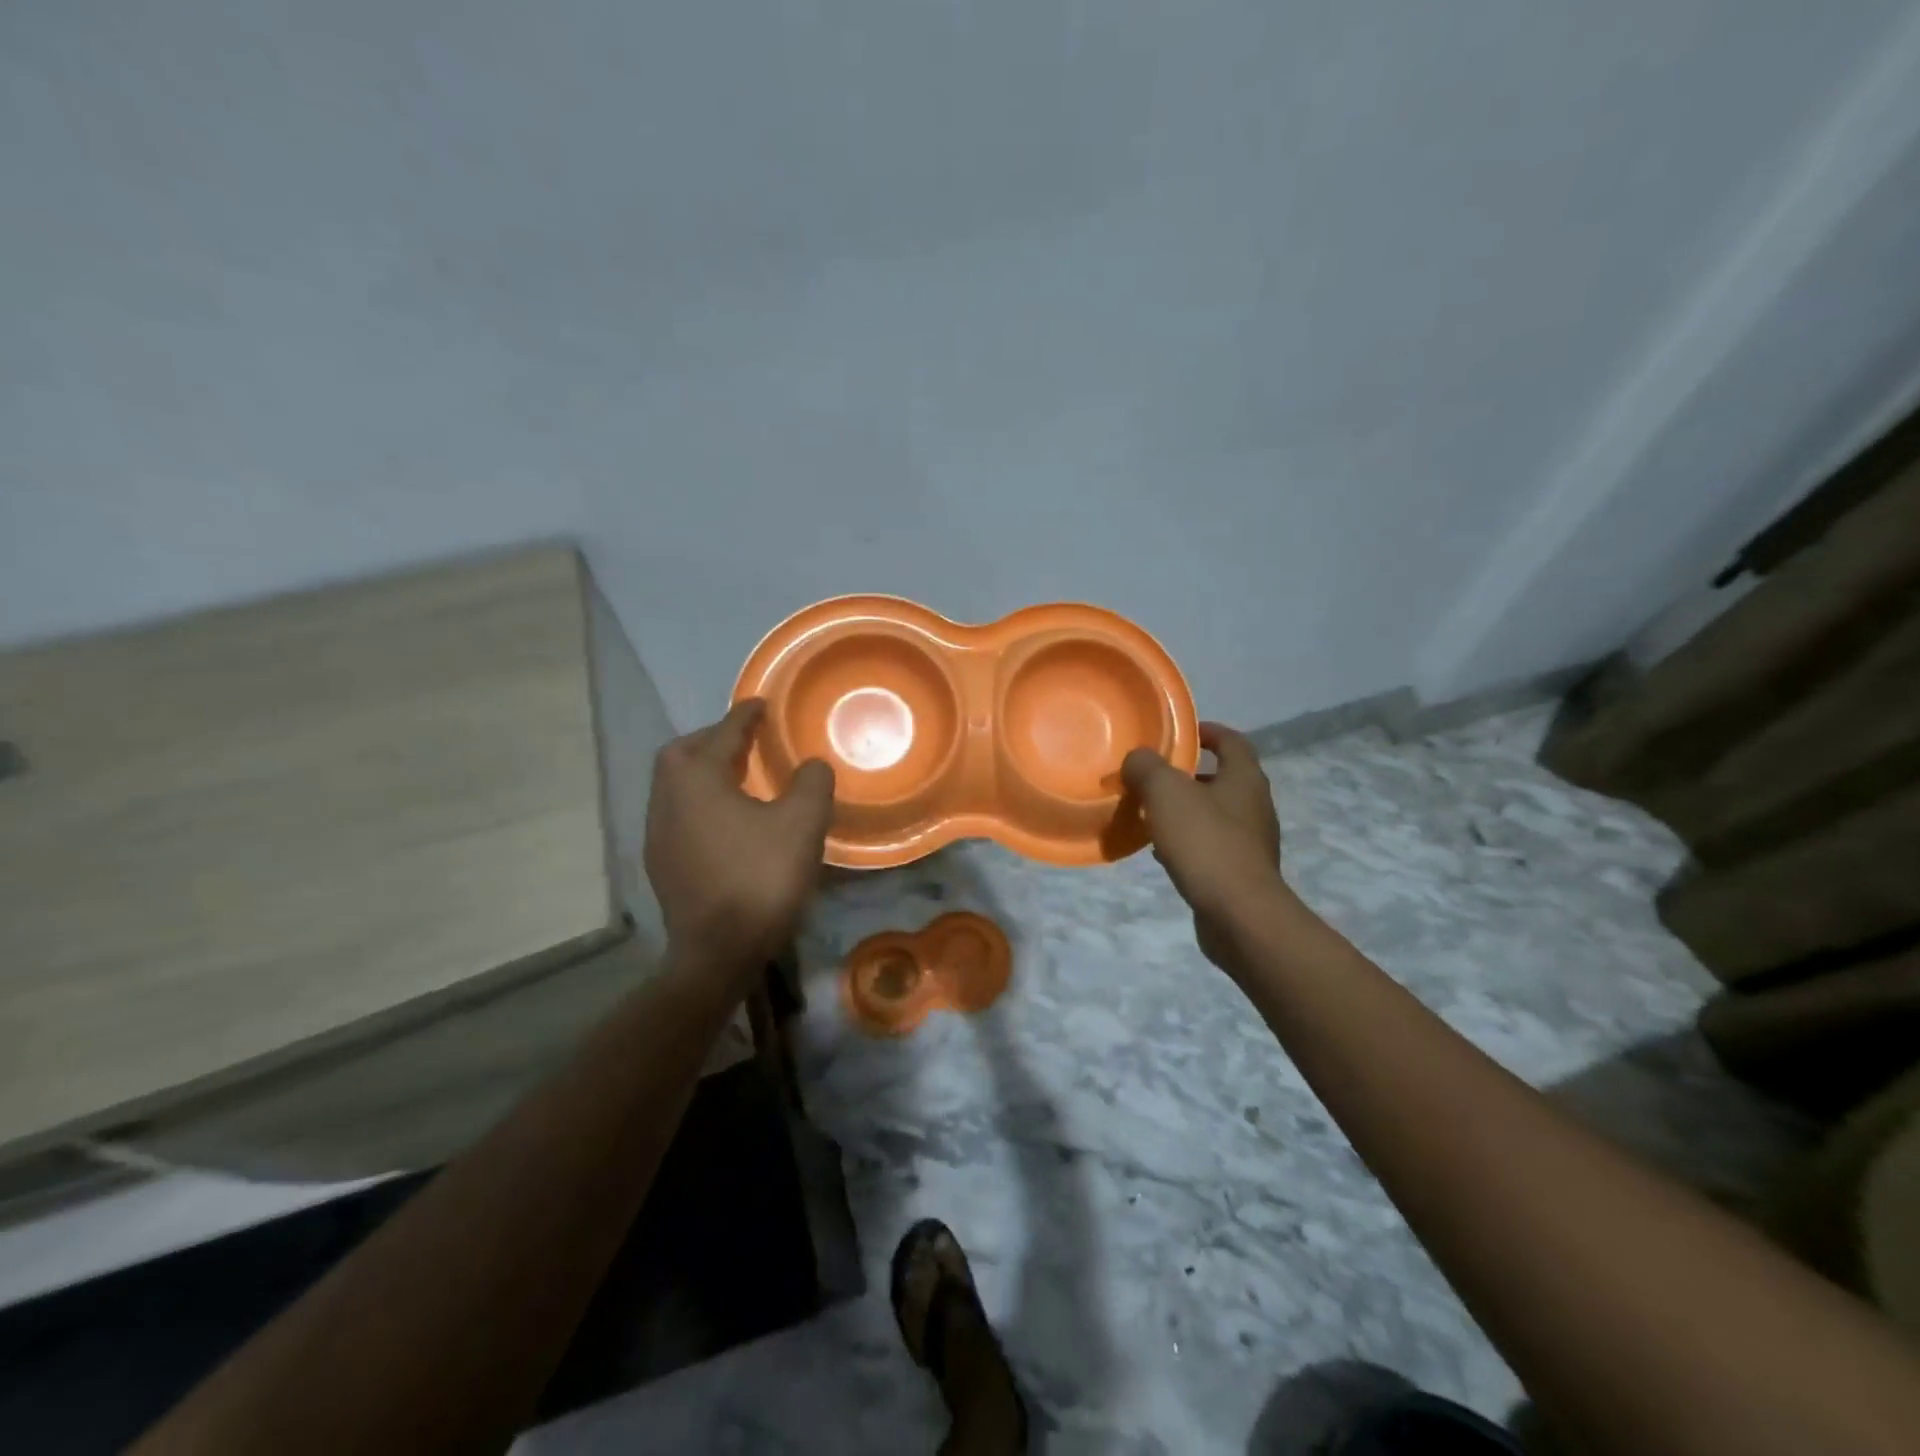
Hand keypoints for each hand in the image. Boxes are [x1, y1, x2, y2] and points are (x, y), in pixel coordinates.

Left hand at [644, 700, 834, 984]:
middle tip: (745, 742)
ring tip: (739, 779)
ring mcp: (658, 834)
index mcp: (697, 780)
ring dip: (704, 773)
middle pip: (682, 754)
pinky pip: (678, 814)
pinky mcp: (661, 864)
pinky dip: (700, 803)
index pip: (722, 734)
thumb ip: (811, 782)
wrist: (718, 952)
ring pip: (676, 786)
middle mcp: (667, 799)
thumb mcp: (802, 824)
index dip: (745, 716)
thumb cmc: (760, 877)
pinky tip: (728, 822)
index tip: (762, 703)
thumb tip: (811, 765)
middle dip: (712, 740)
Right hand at [1122, 722, 1282, 971]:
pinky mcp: (1241, 873)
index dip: (1208, 731)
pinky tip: (1162, 853)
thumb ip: (1147, 767)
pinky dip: (1187, 842)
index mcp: (1244, 779)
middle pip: (1222, 779)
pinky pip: (1210, 846)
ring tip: (1150, 814)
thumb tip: (1137, 758)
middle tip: (1153, 776)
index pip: (1232, 741)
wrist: (1240, 915)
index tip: (1181, 732)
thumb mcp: (1166, 793)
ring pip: (1213, 815)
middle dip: (1188, 775)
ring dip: (1185, 811)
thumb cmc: (1206, 843)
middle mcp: (1254, 806)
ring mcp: (1251, 842)